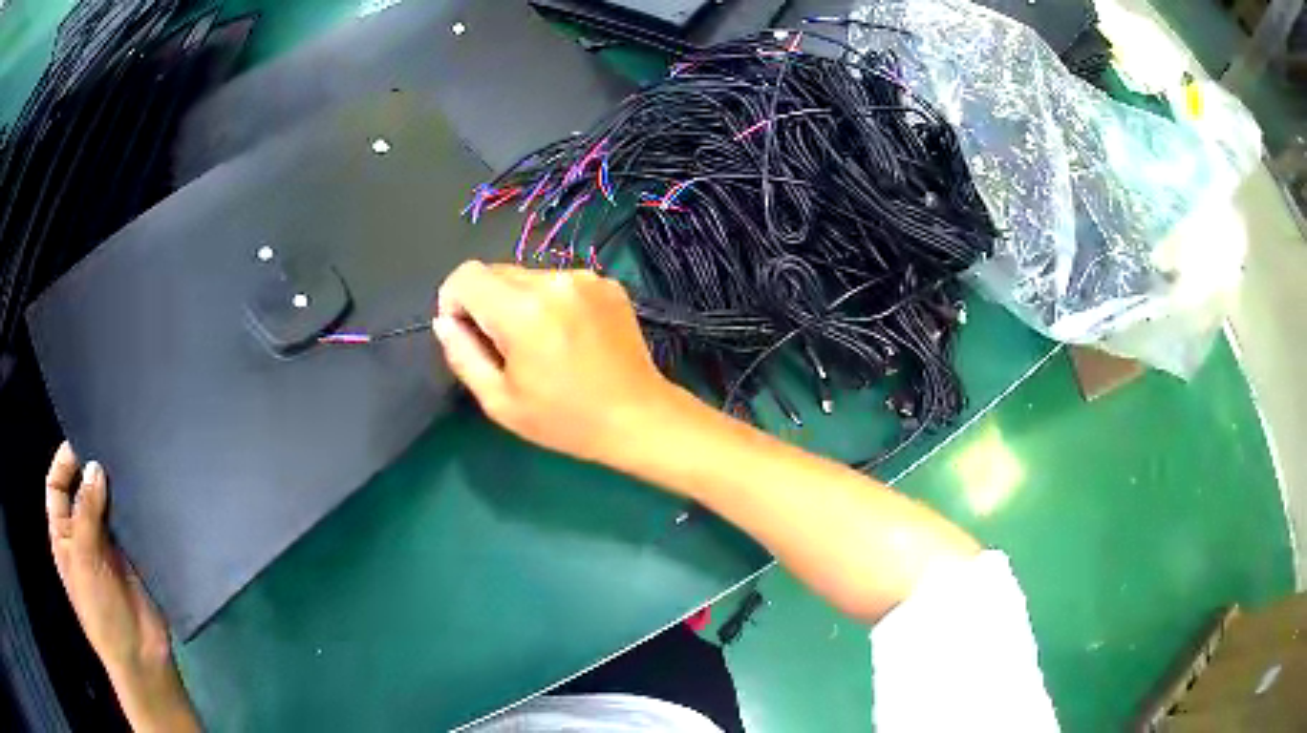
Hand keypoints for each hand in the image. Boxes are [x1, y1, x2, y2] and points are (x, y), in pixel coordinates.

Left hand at [45, 443, 198, 731]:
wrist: (141, 659)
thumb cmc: (101, 613)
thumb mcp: (85, 562)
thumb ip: (86, 514)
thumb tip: (95, 467)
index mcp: (64, 535)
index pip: (56, 485)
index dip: (64, 462)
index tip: (82, 439)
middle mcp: (83, 533)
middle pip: (82, 488)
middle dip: (92, 467)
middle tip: (110, 442)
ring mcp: (109, 545)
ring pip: (108, 502)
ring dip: (115, 485)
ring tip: (130, 459)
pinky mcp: (133, 554)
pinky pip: (131, 521)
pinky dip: (135, 505)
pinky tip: (145, 489)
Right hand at [434, 261, 685, 464]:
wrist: (638, 417)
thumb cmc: (565, 419)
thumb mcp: (500, 401)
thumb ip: (463, 355)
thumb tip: (445, 322)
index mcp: (523, 310)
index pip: (466, 275)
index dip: (454, 301)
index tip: (467, 334)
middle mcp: (553, 281)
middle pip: (495, 272)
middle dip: (487, 304)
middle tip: (505, 348)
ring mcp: (585, 277)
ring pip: (527, 276)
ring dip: (520, 302)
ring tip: (541, 345)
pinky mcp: (607, 283)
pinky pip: (559, 282)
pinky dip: (552, 302)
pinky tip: (569, 337)